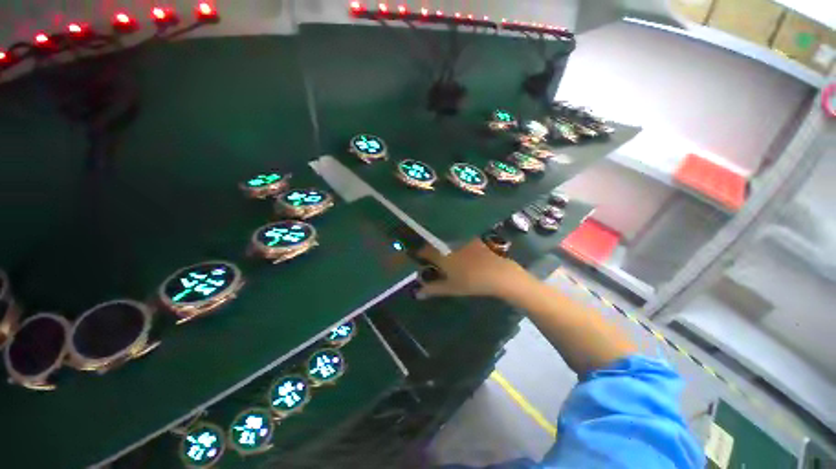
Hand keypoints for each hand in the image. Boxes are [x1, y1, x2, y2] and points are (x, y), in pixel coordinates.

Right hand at [415, 239, 528, 298]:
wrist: (499, 274)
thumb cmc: (472, 282)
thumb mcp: (451, 288)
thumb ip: (433, 289)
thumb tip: (417, 293)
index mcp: (441, 255)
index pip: (424, 251)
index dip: (419, 254)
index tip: (418, 259)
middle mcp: (450, 244)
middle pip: (435, 245)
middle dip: (432, 251)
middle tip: (434, 262)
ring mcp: (463, 240)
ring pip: (448, 242)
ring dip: (445, 248)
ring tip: (448, 258)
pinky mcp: (474, 240)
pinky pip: (461, 240)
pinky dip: (458, 246)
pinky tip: (464, 254)